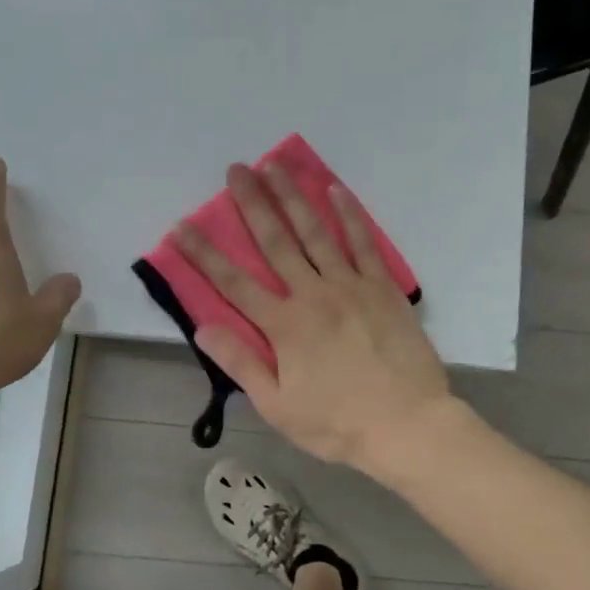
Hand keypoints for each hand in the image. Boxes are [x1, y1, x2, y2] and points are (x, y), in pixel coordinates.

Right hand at [176, 161, 453, 476]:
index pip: (233, 283)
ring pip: (315, 233)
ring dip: (293, 197)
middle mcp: (313, 295)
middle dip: (252, 204)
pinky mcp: (383, 287)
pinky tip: (334, 190)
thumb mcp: (278, 406)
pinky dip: (348, 215)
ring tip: (275, 165)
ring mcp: (351, 286)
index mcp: (284, 326)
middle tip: (236, 170)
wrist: (407, 424)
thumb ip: (241, 364)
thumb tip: (203, 328)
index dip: (204, 254)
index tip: (182, 226)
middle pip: (275, 243)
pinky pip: (363, 243)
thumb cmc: (338, 424)